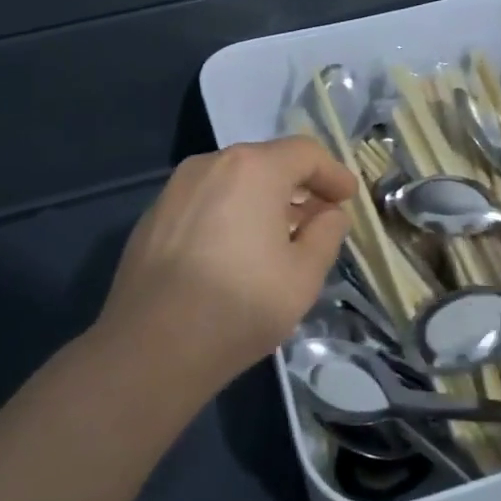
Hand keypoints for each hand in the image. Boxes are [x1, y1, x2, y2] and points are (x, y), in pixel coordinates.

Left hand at [94, 137, 357, 394]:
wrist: (151, 347)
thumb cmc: (240, 305)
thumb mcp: (304, 275)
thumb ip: (326, 234)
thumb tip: (329, 214)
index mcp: (253, 169)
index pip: (305, 153)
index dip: (333, 173)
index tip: (348, 198)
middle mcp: (211, 164)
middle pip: (267, 162)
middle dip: (299, 186)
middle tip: (320, 217)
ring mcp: (176, 188)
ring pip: (234, 180)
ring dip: (264, 199)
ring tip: (281, 236)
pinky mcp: (154, 215)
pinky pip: (206, 200)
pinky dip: (231, 212)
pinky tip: (237, 249)